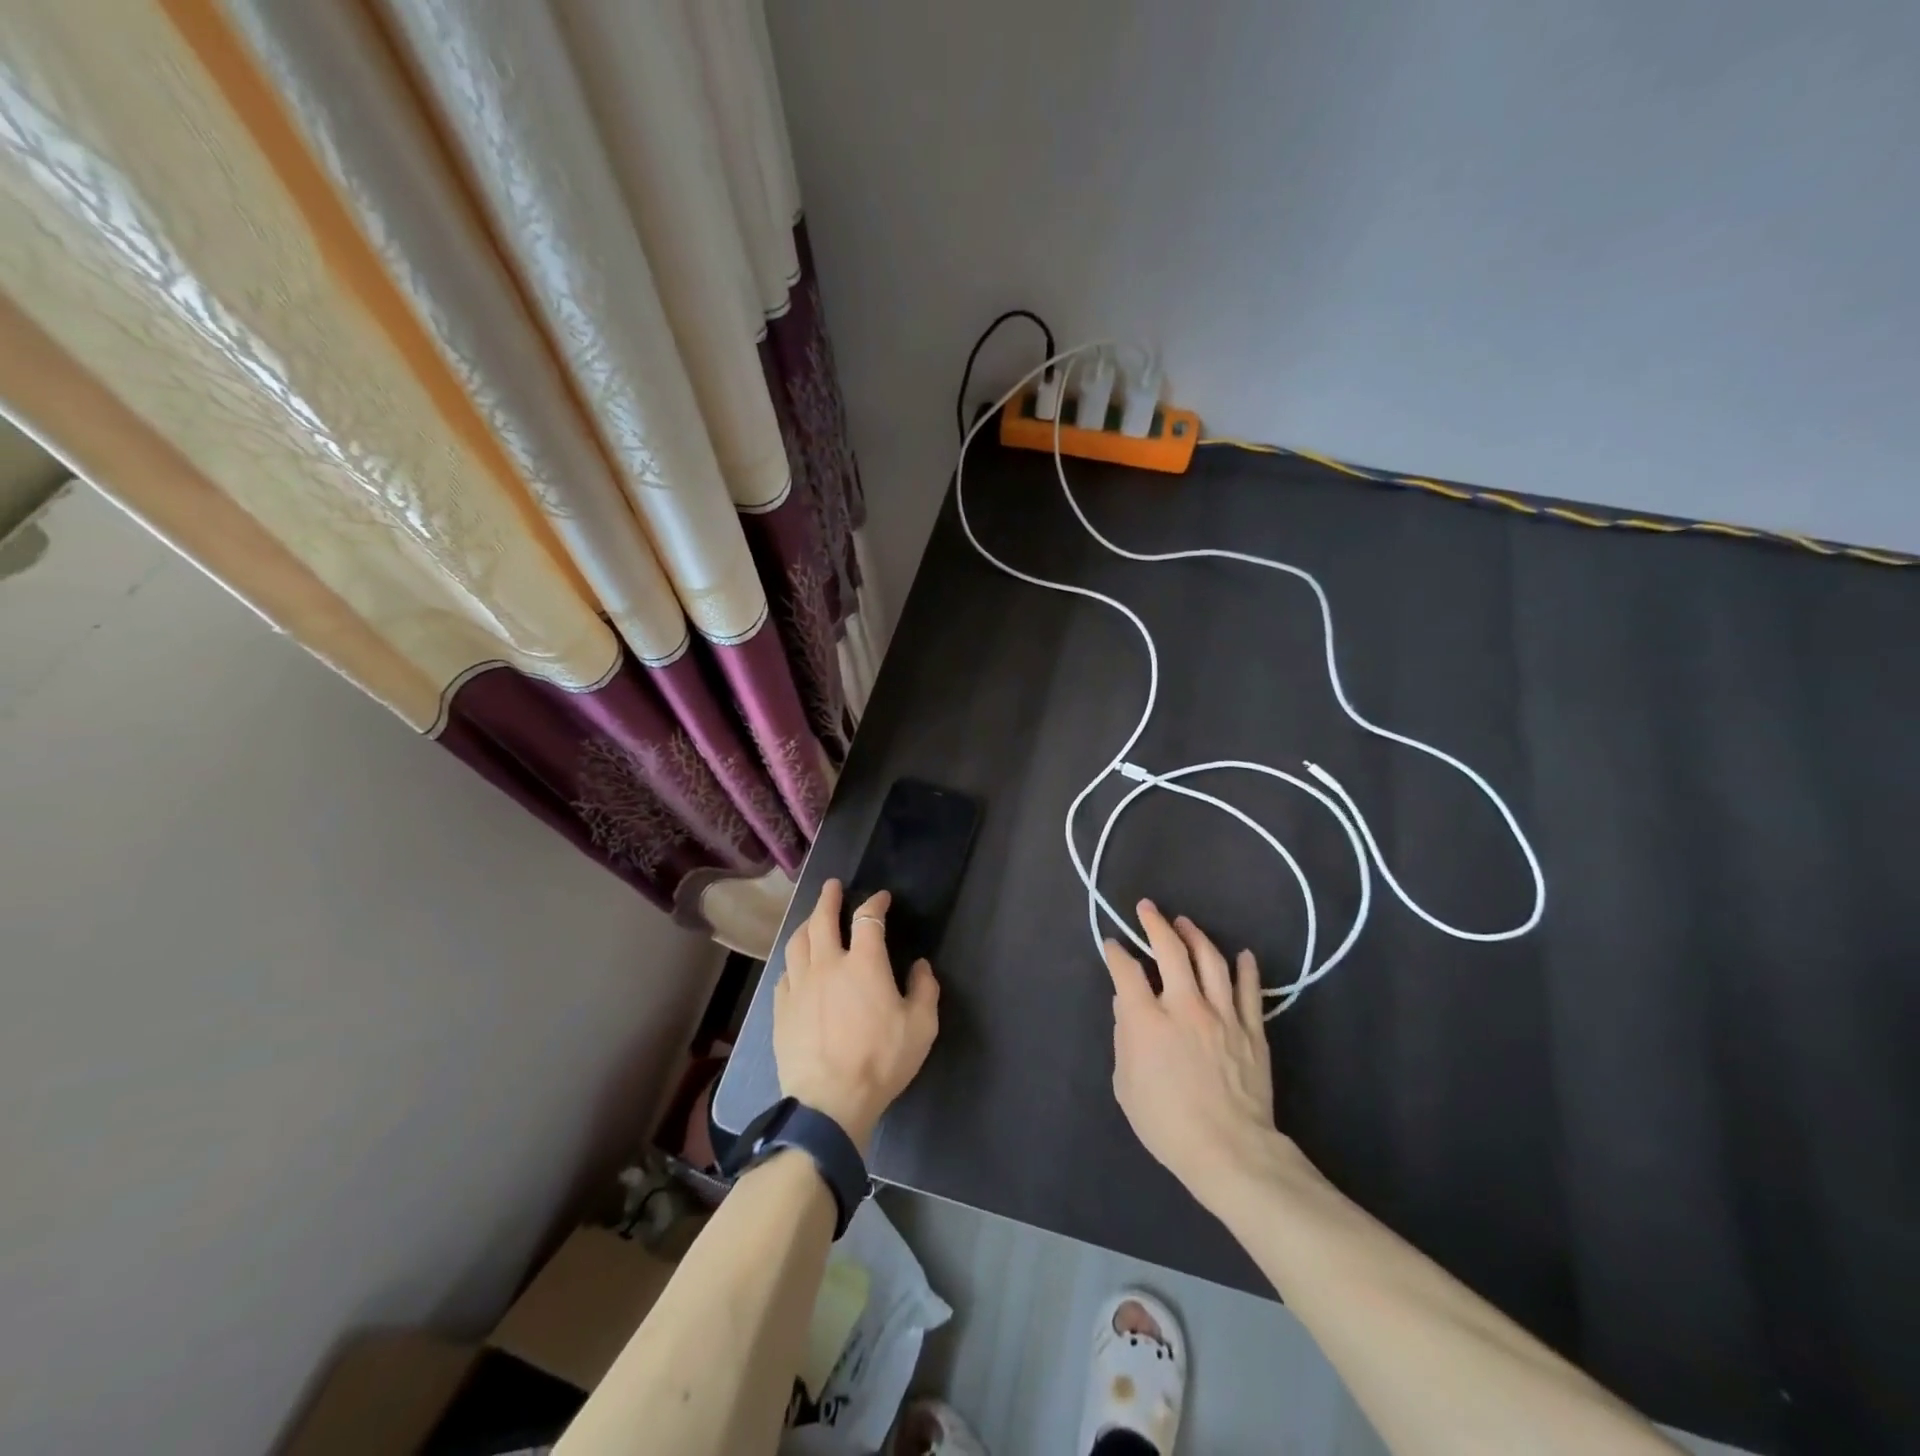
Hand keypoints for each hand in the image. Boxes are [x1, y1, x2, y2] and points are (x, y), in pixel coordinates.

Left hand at [774, 879, 939, 1153]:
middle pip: (823, 919)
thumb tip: (920, 966)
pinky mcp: (781, 1008)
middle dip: (829, 898)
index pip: (868, 919)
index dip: (875, 903)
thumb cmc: (880, 1062)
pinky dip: (793, 960)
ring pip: (798, 941)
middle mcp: (828, 964)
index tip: (881, 899)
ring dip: (807, 923)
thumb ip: (925, 990)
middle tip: (832, 887)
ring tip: (813, 918)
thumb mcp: (921, 1028)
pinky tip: (797, 964)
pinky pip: (785, 972)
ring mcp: (800, 985)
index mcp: (864, 964)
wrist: (829, 1103)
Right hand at [1106, 900, 1283, 1209]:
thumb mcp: (1126, 1085)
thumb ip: (1124, 1039)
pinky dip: (1245, 968)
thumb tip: (1125, 1004)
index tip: (1112, 945)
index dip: (1115, 953)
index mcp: (1148, 1020)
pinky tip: (1241, 955)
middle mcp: (1184, 1006)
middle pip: (1170, 950)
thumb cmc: (1168, 1124)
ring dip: (1195, 935)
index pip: (1127, 971)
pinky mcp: (1251, 1029)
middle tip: (1147, 908)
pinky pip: (1249, 989)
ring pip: (1210, 959)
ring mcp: (1222, 1014)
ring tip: (1185, 923)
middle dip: (1154, 924)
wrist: (1230, 1151)